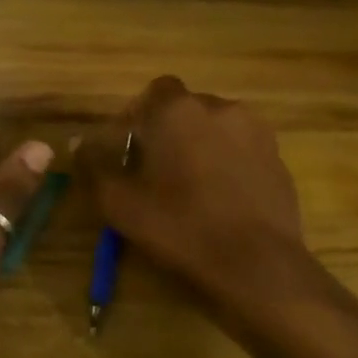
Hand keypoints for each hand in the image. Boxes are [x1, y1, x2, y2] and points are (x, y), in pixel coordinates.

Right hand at [74, 76, 304, 300]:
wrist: (257, 265)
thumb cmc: (181, 228)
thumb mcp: (120, 204)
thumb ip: (94, 166)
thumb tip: (79, 142)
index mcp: (178, 111)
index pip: (153, 93)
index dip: (137, 117)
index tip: (129, 150)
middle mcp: (220, 108)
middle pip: (186, 110)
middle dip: (168, 133)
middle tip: (155, 172)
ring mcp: (256, 132)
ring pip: (216, 129)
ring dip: (199, 147)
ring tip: (190, 187)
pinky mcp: (278, 158)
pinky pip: (241, 150)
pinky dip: (227, 165)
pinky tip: (220, 200)